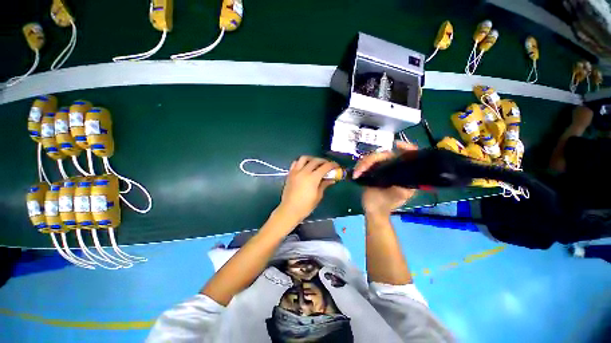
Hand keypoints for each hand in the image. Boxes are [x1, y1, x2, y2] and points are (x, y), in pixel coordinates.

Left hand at [277, 156, 338, 222]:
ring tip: (316, 163)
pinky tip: (305, 166)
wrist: (289, 210)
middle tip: (328, 165)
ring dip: (312, 159)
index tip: (337, 166)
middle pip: (315, 161)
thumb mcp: (318, 196)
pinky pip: (295, 163)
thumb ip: (324, 185)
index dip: (332, 165)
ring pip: (304, 158)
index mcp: (312, 178)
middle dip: (323, 161)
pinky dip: (301, 162)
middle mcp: (304, 172)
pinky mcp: (290, 174)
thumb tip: (331, 179)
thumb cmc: (306, 206)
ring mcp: (295, 172)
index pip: (325, 167)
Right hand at [353, 141, 417, 216]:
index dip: (405, 147)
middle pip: (385, 154)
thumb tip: (403, 170)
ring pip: (372, 158)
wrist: (373, 210)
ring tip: (357, 173)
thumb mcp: (400, 194)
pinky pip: (366, 163)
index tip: (396, 144)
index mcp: (404, 173)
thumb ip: (405, 183)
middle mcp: (393, 168)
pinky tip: (356, 173)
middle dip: (371, 160)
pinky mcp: (371, 170)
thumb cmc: (387, 203)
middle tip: (360, 170)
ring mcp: (381, 168)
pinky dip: (360, 166)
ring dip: (362, 164)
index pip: (408, 155)